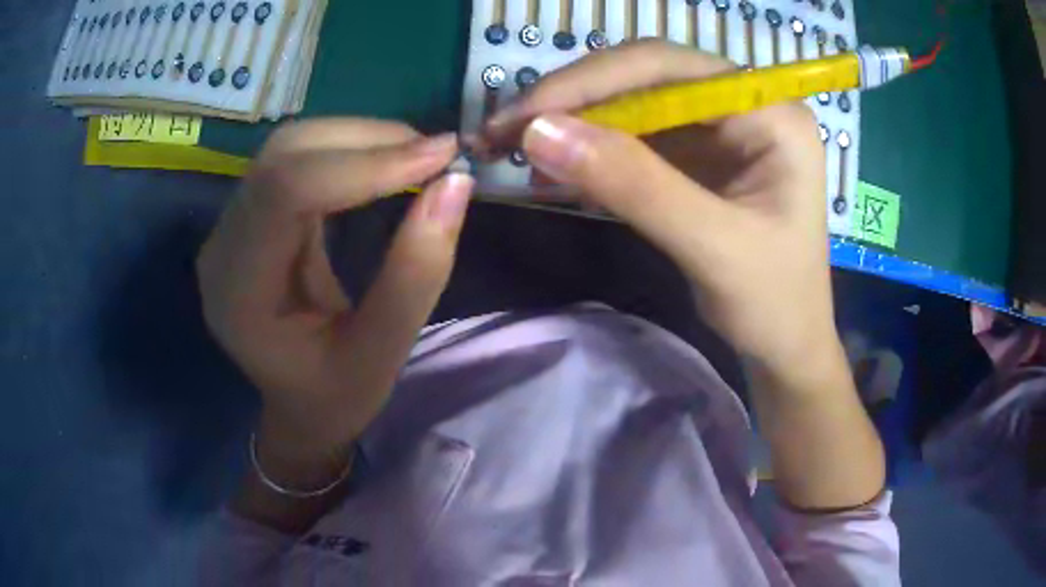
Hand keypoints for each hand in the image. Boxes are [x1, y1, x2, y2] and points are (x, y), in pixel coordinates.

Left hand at [197, 119, 471, 452]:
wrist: (298, 404)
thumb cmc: (333, 397)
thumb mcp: (381, 356)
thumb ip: (416, 274)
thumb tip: (456, 184)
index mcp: (238, 292)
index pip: (285, 192)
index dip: (364, 164)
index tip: (440, 159)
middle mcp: (222, 246)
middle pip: (284, 154)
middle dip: (366, 141)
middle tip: (437, 155)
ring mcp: (232, 224)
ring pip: (290, 146)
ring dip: (360, 139)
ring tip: (418, 156)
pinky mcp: (252, 213)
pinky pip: (297, 159)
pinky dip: (349, 150)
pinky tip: (386, 163)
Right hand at [485, 40, 833, 374]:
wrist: (787, 345)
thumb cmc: (775, 302)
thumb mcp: (712, 246)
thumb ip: (634, 185)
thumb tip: (539, 133)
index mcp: (770, 111)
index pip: (669, 68)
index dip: (591, 81)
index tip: (525, 114)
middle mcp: (745, 104)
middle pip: (645, 77)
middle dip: (574, 100)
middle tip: (505, 130)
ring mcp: (720, 128)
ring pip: (633, 104)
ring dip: (574, 124)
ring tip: (514, 150)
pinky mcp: (699, 154)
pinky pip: (636, 137)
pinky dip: (591, 151)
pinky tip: (555, 170)